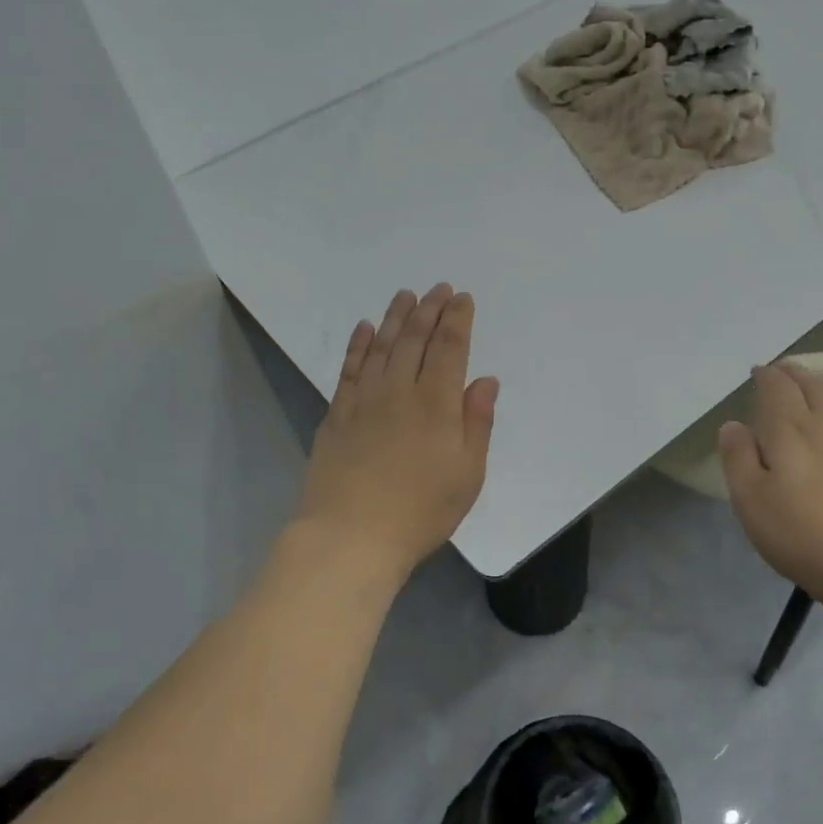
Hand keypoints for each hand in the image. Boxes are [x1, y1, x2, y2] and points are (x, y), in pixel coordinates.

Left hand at [295, 284, 498, 577]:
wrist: (351, 535)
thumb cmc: (421, 511)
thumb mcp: (468, 475)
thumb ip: (477, 423)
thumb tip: (485, 381)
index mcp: (437, 404)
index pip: (450, 348)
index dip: (457, 320)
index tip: (462, 298)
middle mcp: (400, 391)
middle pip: (415, 339)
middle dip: (429, 310)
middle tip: (437, 288)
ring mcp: (364, 400)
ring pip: (381, 346)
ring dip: (395, 317)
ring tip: (405, 296)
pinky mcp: (337, 414)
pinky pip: (349, 368)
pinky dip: (358, 344)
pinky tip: (363, 328)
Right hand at [718, 363, 822, 618]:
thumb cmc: (804, 534)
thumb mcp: (751, 501)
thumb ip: (738, 458)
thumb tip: (733, 424)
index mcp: (789, 427)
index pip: (776, 386)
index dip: (765, 376)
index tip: (755, 373)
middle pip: (810, 382)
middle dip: (793, 373)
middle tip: (779, 373)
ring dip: (820, 383)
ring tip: (809, 385)